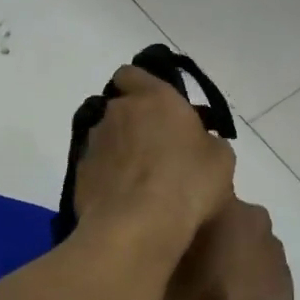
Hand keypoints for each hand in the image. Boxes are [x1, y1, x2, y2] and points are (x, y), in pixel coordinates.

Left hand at [72, 65, 235, 252]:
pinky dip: (108, 178)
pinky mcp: (80, 173)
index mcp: (153, 98)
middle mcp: (117, 112)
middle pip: (120, 109)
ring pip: (106, 138)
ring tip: (140, 181)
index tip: (155, 105)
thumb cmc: (189, 182)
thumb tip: (197, 143)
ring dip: (120, 151)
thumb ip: (206, 141)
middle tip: (157, 149)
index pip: (132, 74)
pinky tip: (125, 201)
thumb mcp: (220, 159)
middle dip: (134, 123)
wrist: (138, 225)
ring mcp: (94, 142)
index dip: (139, 85)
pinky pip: (97, 168)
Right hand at [157, 199, 295, 299]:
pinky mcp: (284, 270)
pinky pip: (254, 259)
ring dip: (224, 247)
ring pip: (238, 235)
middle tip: (178, 251)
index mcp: (225, 205)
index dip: (177, 202)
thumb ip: (152, 247)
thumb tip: (144, 232)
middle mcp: (253, 214)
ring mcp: (272, 243)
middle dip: (201, 226)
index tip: (162, 219)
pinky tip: (226, 292)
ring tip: (202, 276)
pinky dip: (241, 269)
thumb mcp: (159, 279)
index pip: (197, 186)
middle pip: (218, 212)